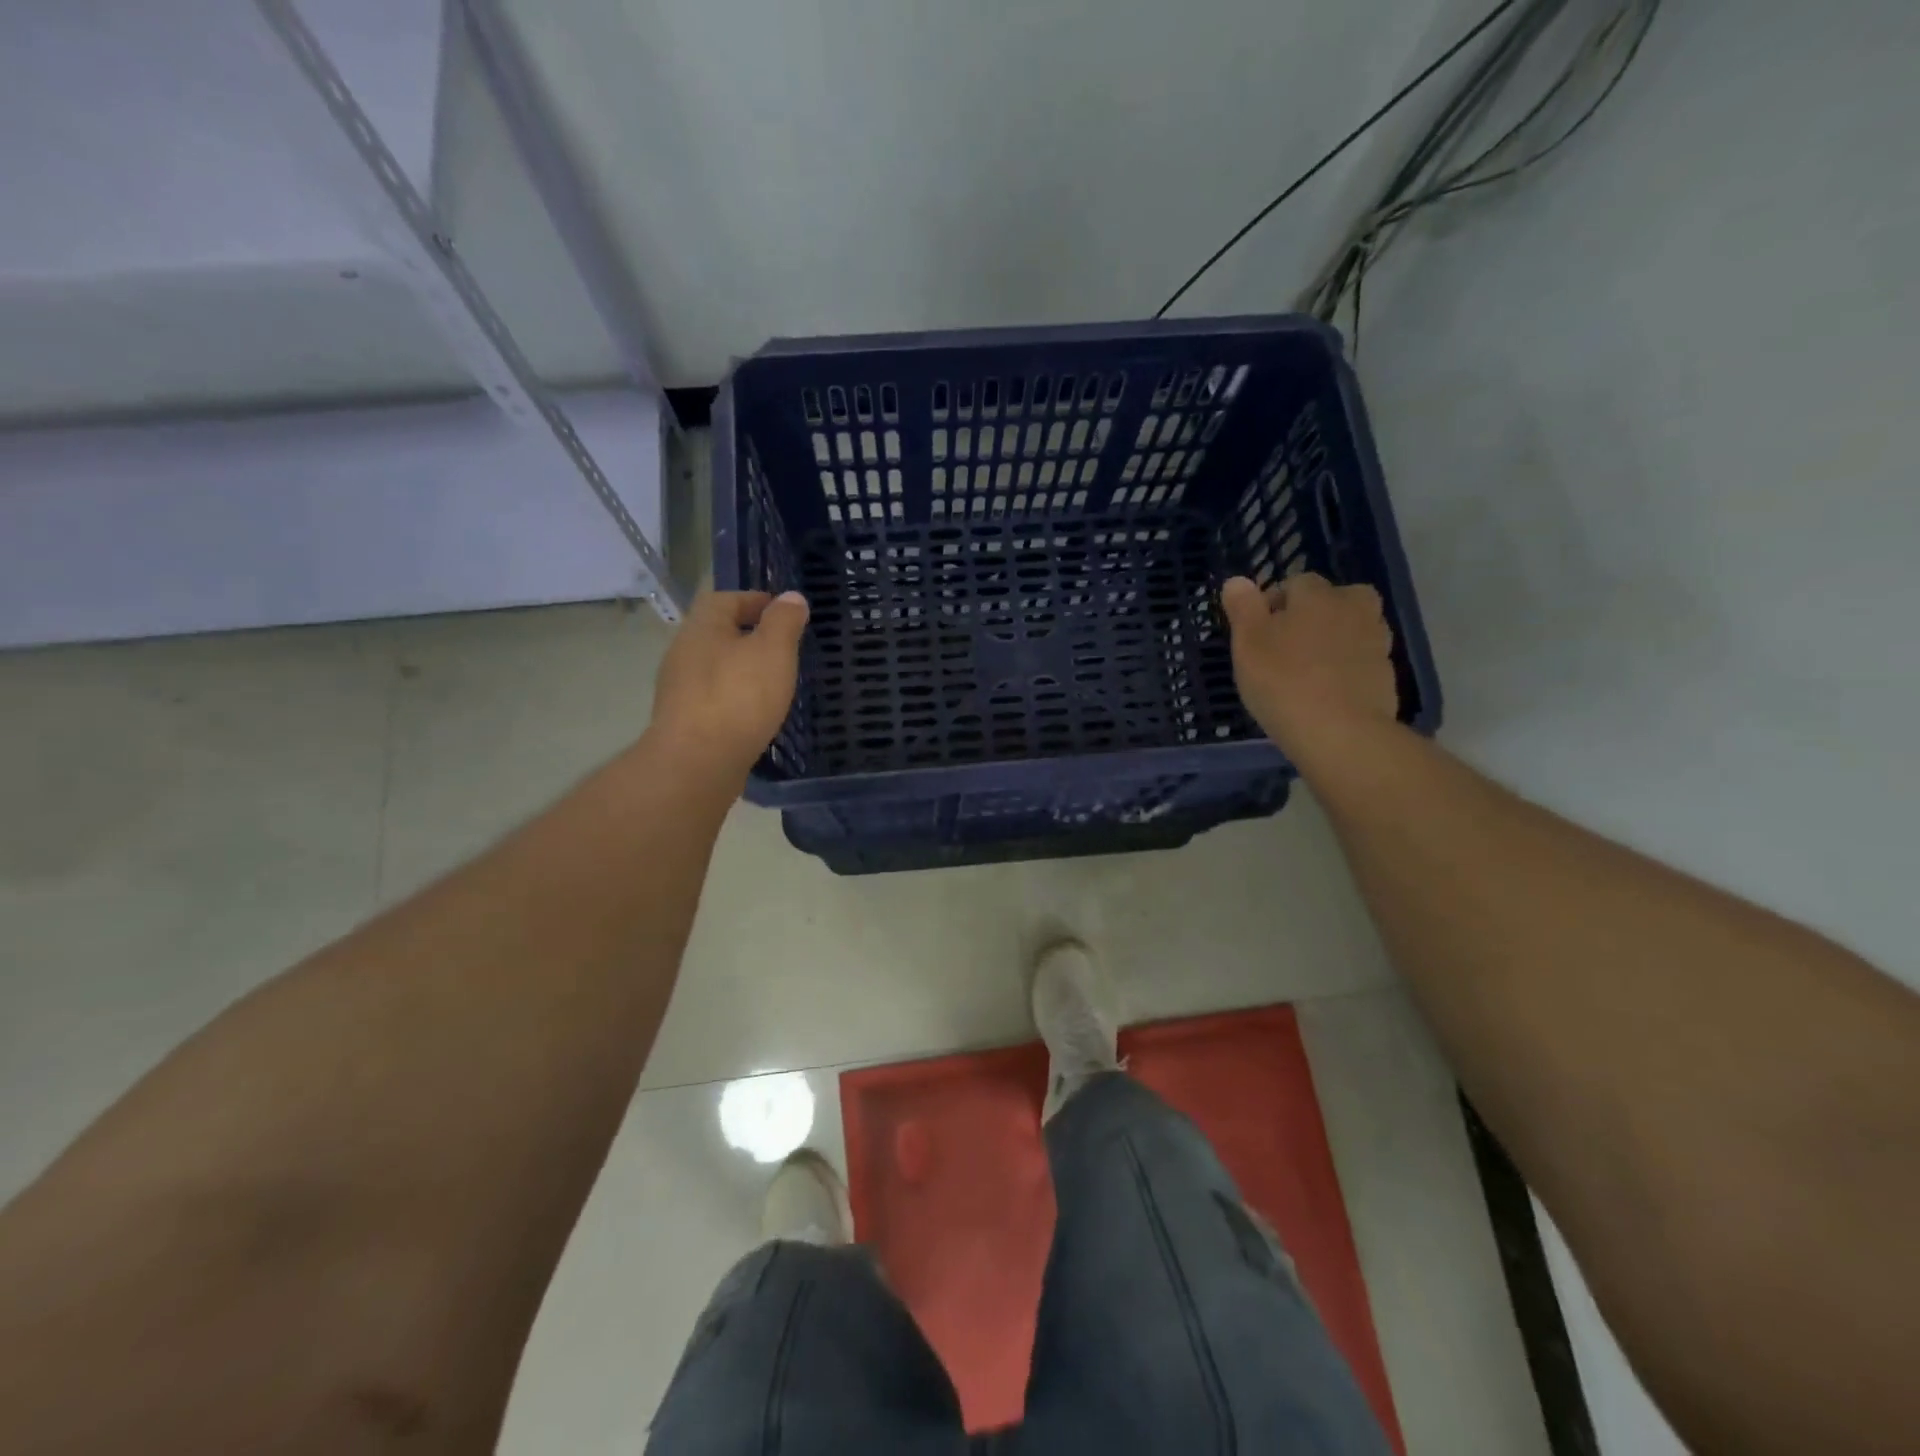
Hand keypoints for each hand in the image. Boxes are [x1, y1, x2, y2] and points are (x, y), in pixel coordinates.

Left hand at [648, 590, 808, 782]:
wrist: (697, 762)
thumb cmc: (739, 697)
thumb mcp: (774, 651)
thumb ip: (784, 621)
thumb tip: (791, 597)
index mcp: (702, 627)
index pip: (725, 599)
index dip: (754, 600)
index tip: (782, 612)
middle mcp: (683, 652)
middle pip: (716, 633)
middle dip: (747, 635)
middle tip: (781, 647)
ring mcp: (678, 689)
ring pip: (713, 667)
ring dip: (739, 668)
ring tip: (771, 682)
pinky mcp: (682, 721)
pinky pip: (711, 698)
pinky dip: (732, 697)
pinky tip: (752, 713)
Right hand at [1220, 573, 1396, 763]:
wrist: (1340, 733)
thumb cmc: (1283, 682)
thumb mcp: (1247, 643)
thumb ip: (1243, 608)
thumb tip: (1237, 580)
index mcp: (1318, 596)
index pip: (1296, 583)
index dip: (1274, 603)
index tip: (1258, 631)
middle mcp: (1353, 609)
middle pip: (1334, 600)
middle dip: (1314, 614)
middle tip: (1288, 645)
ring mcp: (1376, 642)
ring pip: (1352, 629)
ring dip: (1333, 640)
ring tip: (1307, 670)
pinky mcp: (1386, 675)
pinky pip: (1361, 661)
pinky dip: (1346, 668)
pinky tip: (1326, 692)